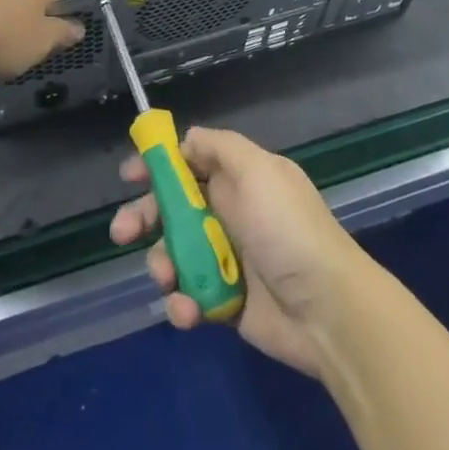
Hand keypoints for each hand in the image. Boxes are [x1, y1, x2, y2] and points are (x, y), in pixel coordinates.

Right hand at [110, 127, 373, 377]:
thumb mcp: (257, 170)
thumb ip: (219, 147)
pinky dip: (181, 304)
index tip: (130, 175)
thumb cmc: (287, 230)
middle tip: (122, 232)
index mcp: (240, 178)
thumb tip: (187, 138)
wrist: (326, 310)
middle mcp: (231, 212)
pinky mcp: (224, 301)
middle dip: (143, 216)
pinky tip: (188, 311)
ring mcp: (226, 258)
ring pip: (174, 253)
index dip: (159, 165)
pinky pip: (188, 296)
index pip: (191, 162)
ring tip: (166, 279)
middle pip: (173, 207)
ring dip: (161, 264)